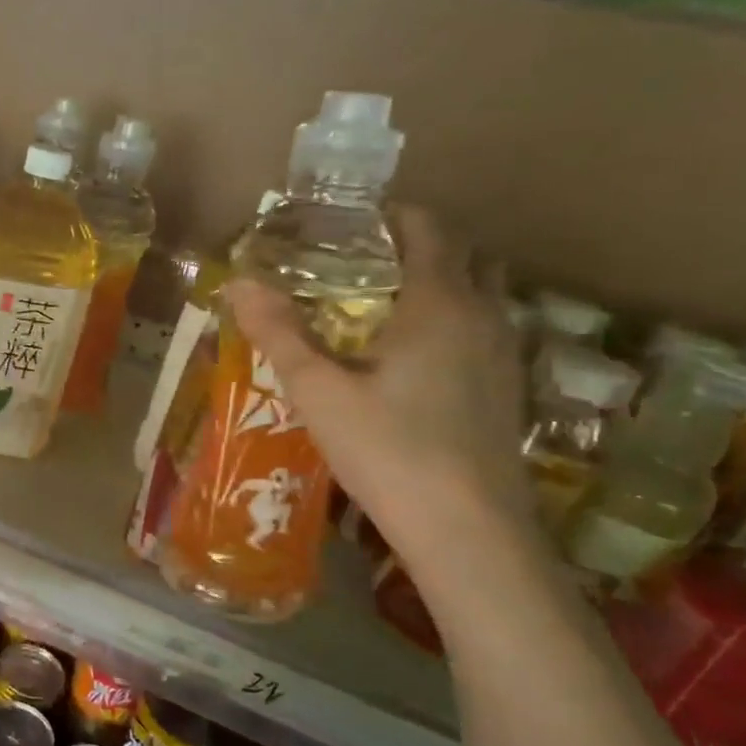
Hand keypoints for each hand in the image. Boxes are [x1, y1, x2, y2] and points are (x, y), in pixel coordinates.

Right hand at [226, 207, 535, 555]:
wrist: (468, 530)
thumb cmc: (387, 449)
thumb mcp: (317, 390)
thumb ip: (278, 332)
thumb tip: (238, 283)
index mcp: (439, 303)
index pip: (427, 230)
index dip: (391, 216)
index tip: (348, 222)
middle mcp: (483, 316)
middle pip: (462, 257)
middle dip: (415, 248)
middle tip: (358, 264)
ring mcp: (504, 355)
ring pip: (478, 296)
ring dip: (437, 286)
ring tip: (379, 308)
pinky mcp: (507, 391)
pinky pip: (480, 332)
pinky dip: (449, 323)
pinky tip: (410, 362)